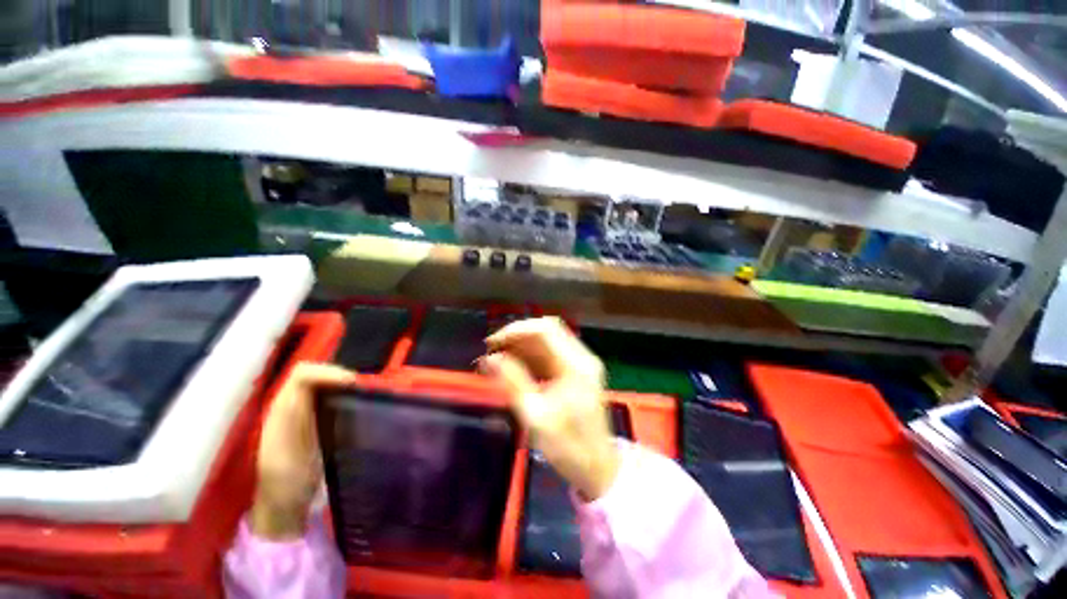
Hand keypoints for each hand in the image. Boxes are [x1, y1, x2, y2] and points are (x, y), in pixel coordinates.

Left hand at [250, 362, 356, 539]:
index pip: (303, 374)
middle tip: (360, 392)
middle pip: (316, 375)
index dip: (328, 372)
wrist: (284, 508)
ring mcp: (304, 413)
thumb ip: (301, 427)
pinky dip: (347, 398)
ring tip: (362, 399)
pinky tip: (357, 410)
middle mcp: (291, 405)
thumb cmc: (285, 483)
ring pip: (325, 385)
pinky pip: (332, 398)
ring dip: (345, 387)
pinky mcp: (316, 422)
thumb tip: (328, 402)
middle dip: (340, 377)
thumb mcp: (288, 454)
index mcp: (281, 409)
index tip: (353, 385)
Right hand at [480, 318, 619, 501]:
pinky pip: (551, 353)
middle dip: (517, 336)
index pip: (544, 330)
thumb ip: (513, 383)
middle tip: (492, 350)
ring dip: (522, 345)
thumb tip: (490, 359)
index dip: (515, 331)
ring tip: (498, 358)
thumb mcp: (536, 418)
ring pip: (548, 339)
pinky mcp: (577, 371)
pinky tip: (514, 365)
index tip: (491, 344)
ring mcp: (581, 363)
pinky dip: (531, 355)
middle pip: (546, 330)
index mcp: (576, 366)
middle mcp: (581, 357)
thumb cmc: (568, 448)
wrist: (598, 468)